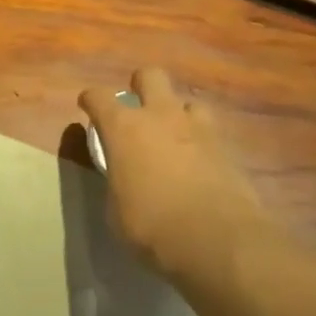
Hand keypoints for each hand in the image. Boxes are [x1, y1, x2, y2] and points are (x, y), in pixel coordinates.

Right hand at [78, 67, 264, 280]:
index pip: (99, 96)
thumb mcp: (116, 210)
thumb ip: (117, 182)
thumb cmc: (152, 226)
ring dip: (178, 114)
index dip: (91, 100)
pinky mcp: (227, 147)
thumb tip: (123, 179)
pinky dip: (201, 142)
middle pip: (150, 76)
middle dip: (141, 86)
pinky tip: (199, 162)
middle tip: (138, 109)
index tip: (88, 107)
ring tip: (175, 137)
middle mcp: (160, 116)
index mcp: (124, 128)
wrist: (216, 240)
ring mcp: (197, 128)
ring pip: (187, 101)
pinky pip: (210, 131)